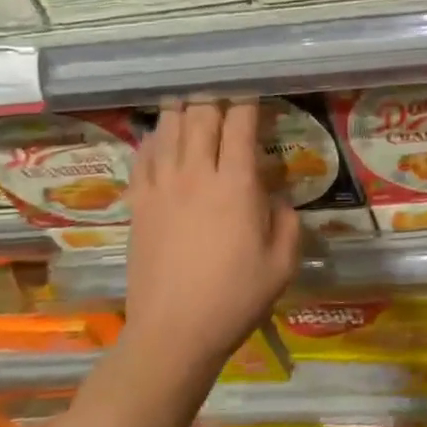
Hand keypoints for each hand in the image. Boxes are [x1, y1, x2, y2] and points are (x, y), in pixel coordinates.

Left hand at [123, 100, 299, 385]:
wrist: (174, 333)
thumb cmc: (236, 298)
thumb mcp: (283, 262)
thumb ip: (288, 220)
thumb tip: (275, 197)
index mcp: (236, 185)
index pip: (240, 123)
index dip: (249, 101)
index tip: (257, 93)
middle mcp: (197, 174)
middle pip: (201, 115)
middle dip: (215, 96)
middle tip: (225, 93)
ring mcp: (162, 187)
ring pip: (169, 128)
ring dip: (184, 110)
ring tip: (194, 102)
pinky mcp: (139, 204)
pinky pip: (143, 156)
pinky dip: (155, 138)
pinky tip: (163, 136)